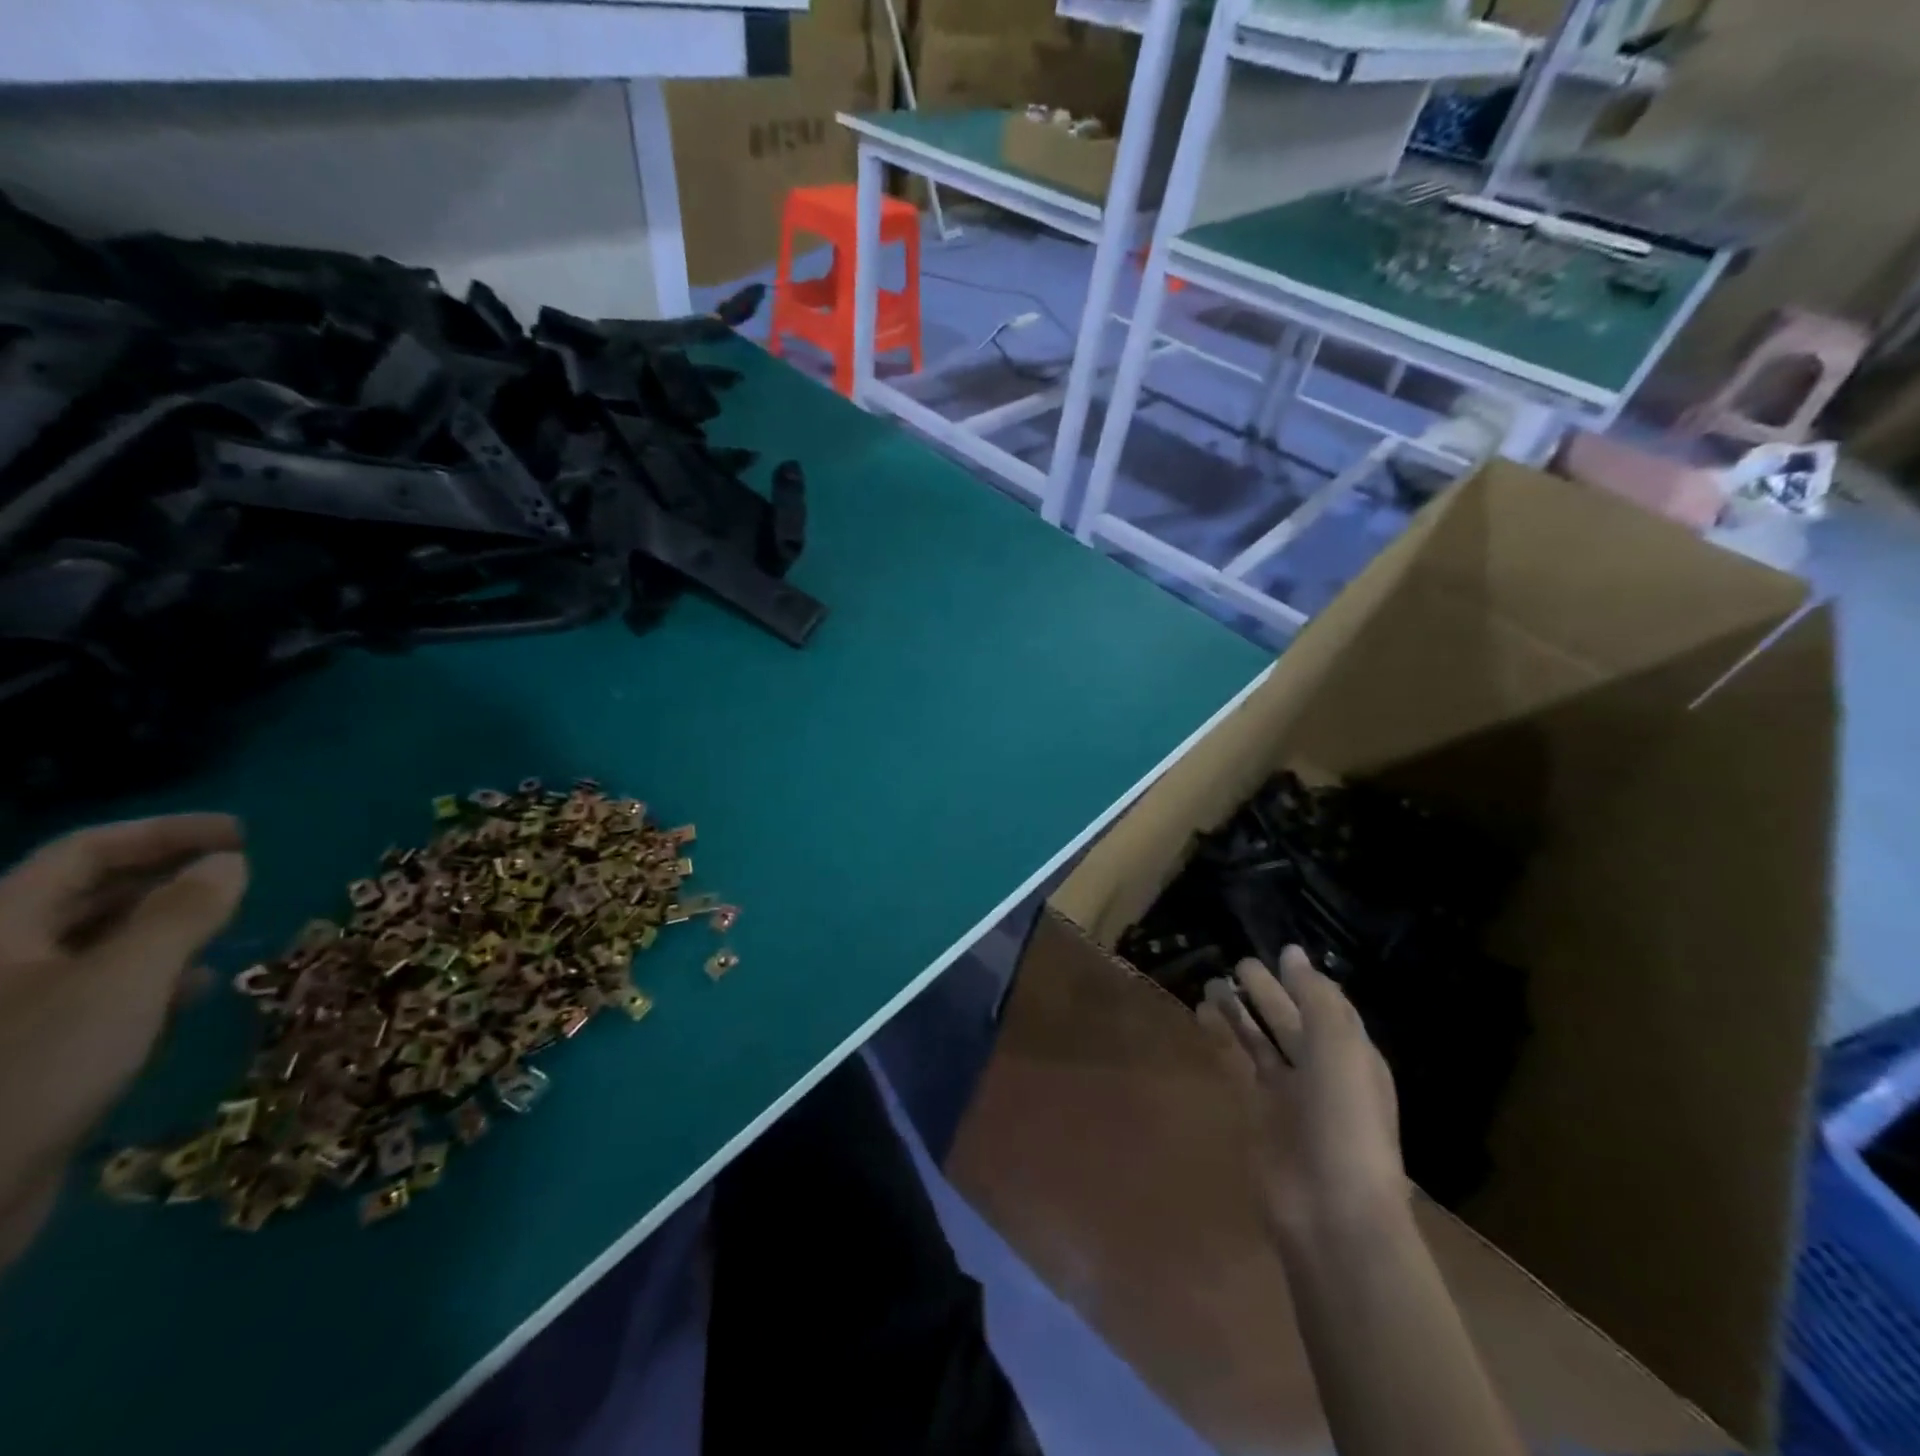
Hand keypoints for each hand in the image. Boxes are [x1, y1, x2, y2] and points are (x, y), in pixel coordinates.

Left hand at [0, 815, 247, 1268]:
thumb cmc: (34, 1069)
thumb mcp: (124, 981)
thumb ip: (183, 914)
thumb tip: (230, 862)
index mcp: (0, 929)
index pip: (85, 852)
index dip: (165, 833)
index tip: (242, 835)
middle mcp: (0, 959)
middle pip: (87, 894)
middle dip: (168, 877)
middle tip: (241, 876)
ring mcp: (12, 1006)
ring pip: (96, 943)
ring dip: (167, 927)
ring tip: (228, 929)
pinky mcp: (28, 1050)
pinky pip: (99, 989)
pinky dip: (153, 976)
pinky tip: (193, 991)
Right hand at [1197, 947, 1405, 1247]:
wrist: (1330, 1210)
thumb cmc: (1345, 1122)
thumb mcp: (1339, 1049)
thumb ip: (1316, 998)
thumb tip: (1291, 954)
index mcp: (1351, 1056)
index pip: (1328, 1008)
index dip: (1305, 982)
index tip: (1279, 952)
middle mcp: (1320, 1071)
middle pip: (1290, 1022)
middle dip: (1268, 993)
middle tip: (1239, 963)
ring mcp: (1287, 1094)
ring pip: (1260, 1041)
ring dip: (1240, 1012)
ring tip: (1214, 982)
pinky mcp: (1256, 1112)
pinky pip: (1236, 1063)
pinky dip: (1221, 1038)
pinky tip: (1202, 1015)